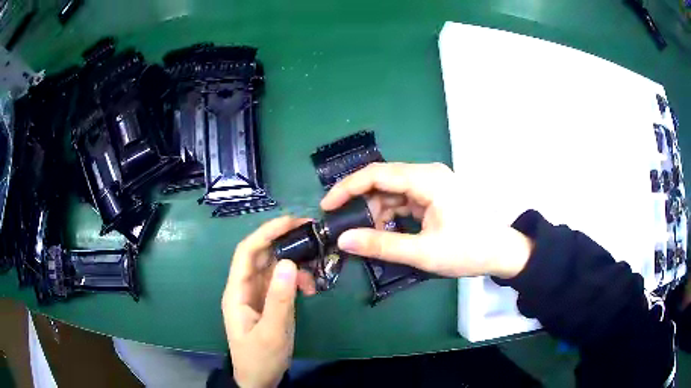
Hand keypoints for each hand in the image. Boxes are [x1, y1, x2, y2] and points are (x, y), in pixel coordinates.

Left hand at [222, 217, 316, 387]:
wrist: (259, 380)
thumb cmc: (259, 358)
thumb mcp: (272, 332)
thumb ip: (279, 299)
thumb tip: (289, 262)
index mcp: (237, 292)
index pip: (247, 252)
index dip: (266, 232)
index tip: (292, 221)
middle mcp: (245, 288)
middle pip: (262, 255)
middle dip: (283, 240)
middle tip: (311, 233)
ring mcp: (258, 295)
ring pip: (274, 266)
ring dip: (294, 262)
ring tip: (315, 268)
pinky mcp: (269, 302)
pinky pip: (282, 282)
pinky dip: (297, 279)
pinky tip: (310, 288)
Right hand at [321, 162, 533, 278]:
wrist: (502, 252)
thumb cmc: (468, 250)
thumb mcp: (423, 252)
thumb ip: (381, 245)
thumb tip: (343, 240)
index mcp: (427, 180)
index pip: (377, 174)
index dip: (348, 188)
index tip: (327, 206)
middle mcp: (428, 175)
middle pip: (383, 181)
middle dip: (361, 204)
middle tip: (345, 228)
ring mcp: (432, 185)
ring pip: (392, 192)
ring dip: (376, 212)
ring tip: (368, 237)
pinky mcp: (434, 196)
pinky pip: (404, 200)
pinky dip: (391, 215)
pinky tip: (386, 232)